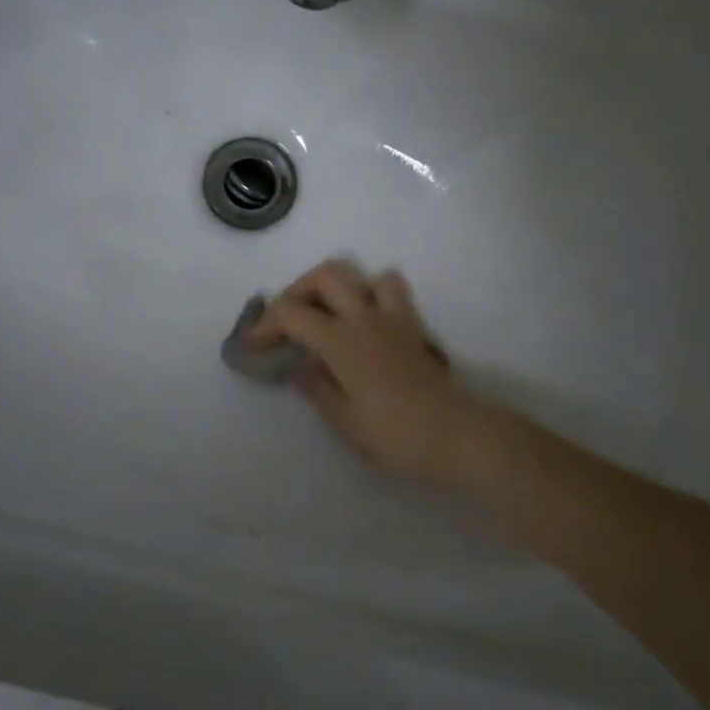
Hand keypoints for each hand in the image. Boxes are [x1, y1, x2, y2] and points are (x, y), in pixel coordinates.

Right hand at [249, 259, 476, 481]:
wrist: (455, 434)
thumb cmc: (395, 434)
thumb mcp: (345, 420)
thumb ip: (317, 387)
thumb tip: (301, 366)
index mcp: (341, 341)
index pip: (292, 313)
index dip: (266, 323)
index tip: (255, 344)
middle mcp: (364, 317)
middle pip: (326, 275)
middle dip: (297, 291)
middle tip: (288, 321)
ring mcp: (392, 317)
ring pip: (362, 274)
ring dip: (338, 287)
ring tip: (327, 314)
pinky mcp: (413, 325)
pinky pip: (390, 290)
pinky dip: (371, 294)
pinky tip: (364, 321)